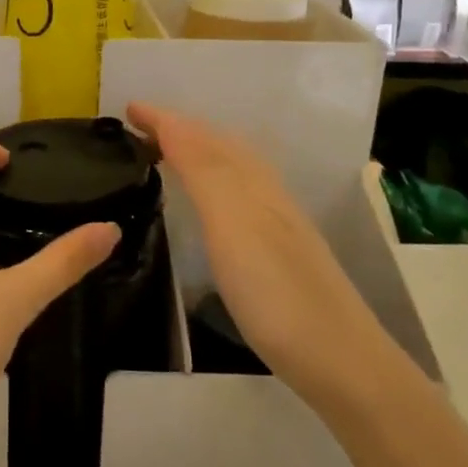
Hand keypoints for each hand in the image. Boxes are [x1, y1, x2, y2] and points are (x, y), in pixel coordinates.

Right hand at [127, 103, 388, 393]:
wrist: (339, 358)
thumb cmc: (275, 292)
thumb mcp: (233, 225)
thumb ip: (205, 172)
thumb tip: (174, 123)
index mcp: (250, 183)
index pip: (201, 137)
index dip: (165, 120)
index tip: (128, 108)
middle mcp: (265, 194)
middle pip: (221, 147)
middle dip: (181, 129)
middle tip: (141, 127)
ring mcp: (276, 223)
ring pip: (232, 170)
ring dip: (198, 152)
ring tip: (166, 154)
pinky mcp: (278, 252)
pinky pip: (237, 195)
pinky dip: (213, 182)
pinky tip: (209, 205)